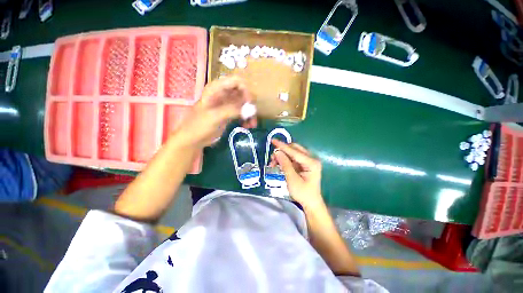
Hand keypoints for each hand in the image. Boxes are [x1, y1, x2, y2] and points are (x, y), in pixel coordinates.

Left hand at [174, 76, 256, 147]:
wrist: (193, 139)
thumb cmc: (199, 126)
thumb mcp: (215, 116)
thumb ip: (232, 110)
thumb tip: (250, 110)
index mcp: (217, 89)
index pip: (237, 81)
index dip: (246, 90)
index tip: (250, 103)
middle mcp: (223, 94)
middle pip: (243, 93)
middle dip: (249, 104)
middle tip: (253, 116)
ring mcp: (227, 104)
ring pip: (244, 104)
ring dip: (250, 114)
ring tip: (252, 125)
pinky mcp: (230, 114)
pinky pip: (242, 113)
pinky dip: (246, 119)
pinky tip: (247, 126)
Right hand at [270, 139, 323, 208]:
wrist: (311, 203)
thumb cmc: (303, 193)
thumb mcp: (292, 179)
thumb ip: (285, 164)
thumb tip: (277, 152)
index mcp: (311, 162)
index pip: (294, 151)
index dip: (282, 146)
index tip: (273, 140)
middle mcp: (311, 159)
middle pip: (294, 149)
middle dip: (282, 151)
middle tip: (272, 158)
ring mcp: (308, 161)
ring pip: (293, 153)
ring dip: (283, 156)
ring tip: (274, 163)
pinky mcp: (304, 164)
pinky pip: (293, 158)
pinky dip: (285, 159)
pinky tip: (279, 164)